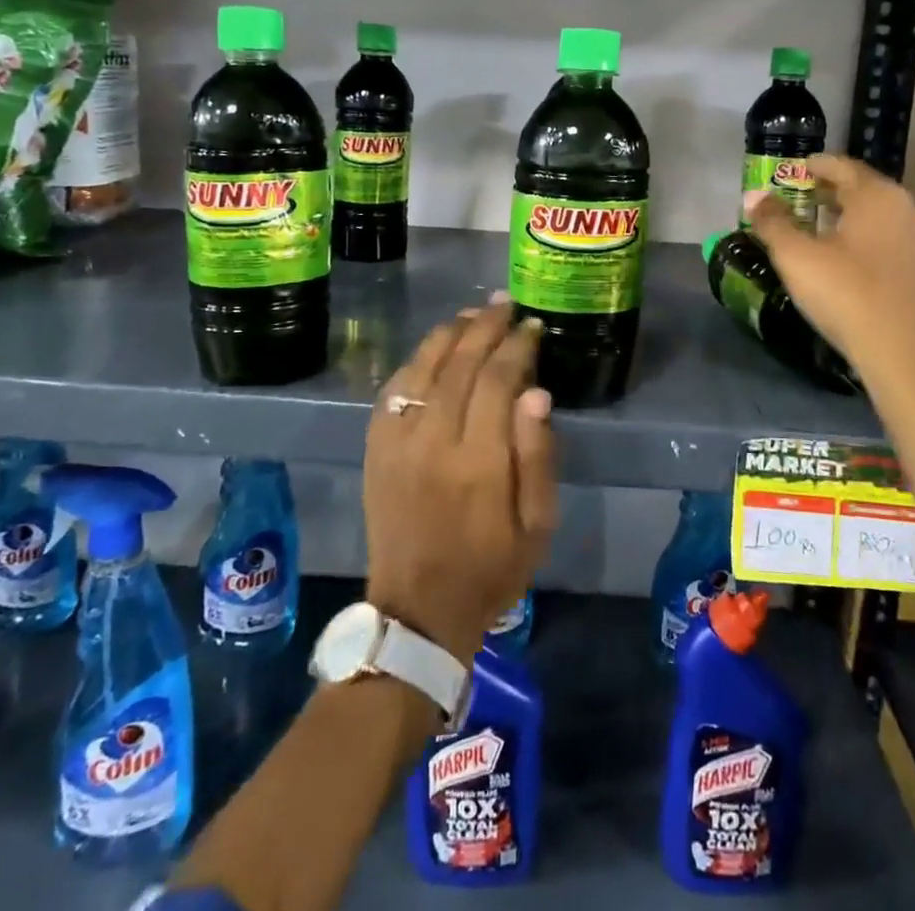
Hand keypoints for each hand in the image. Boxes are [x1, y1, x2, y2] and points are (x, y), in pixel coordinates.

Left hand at [363, 298, 557, 662]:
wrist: (418, 610)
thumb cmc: (491, 568)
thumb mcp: (538, 525)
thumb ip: (539, 456)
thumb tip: (538, 392)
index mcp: (479, 463)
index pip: (498, 381)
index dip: (517, 347)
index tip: (533, 327)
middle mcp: (433, 443)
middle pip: (459, 365)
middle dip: (485, 327)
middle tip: (506, 304)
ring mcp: (397, 443)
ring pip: (422, 369)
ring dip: (450, 334)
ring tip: (473, 315)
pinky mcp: (376, 449)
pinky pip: (393, 389)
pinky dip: (416, 361)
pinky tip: (434, 349)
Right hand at [747, 153, 914, 384]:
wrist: (903, 353)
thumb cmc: (845, 293)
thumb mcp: (796, 256)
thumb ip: (772, 222)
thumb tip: (753, 196)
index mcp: (877, 196)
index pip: (843, 166)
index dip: (815, 166)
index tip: (794, 171)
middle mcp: (905, 209)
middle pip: (862, 189)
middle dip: (829, 191)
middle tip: (798, 199)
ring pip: (877, 216)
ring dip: (847, 216)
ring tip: (816, 228)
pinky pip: (888, 240)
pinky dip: (863, 238)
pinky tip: (844, 258)